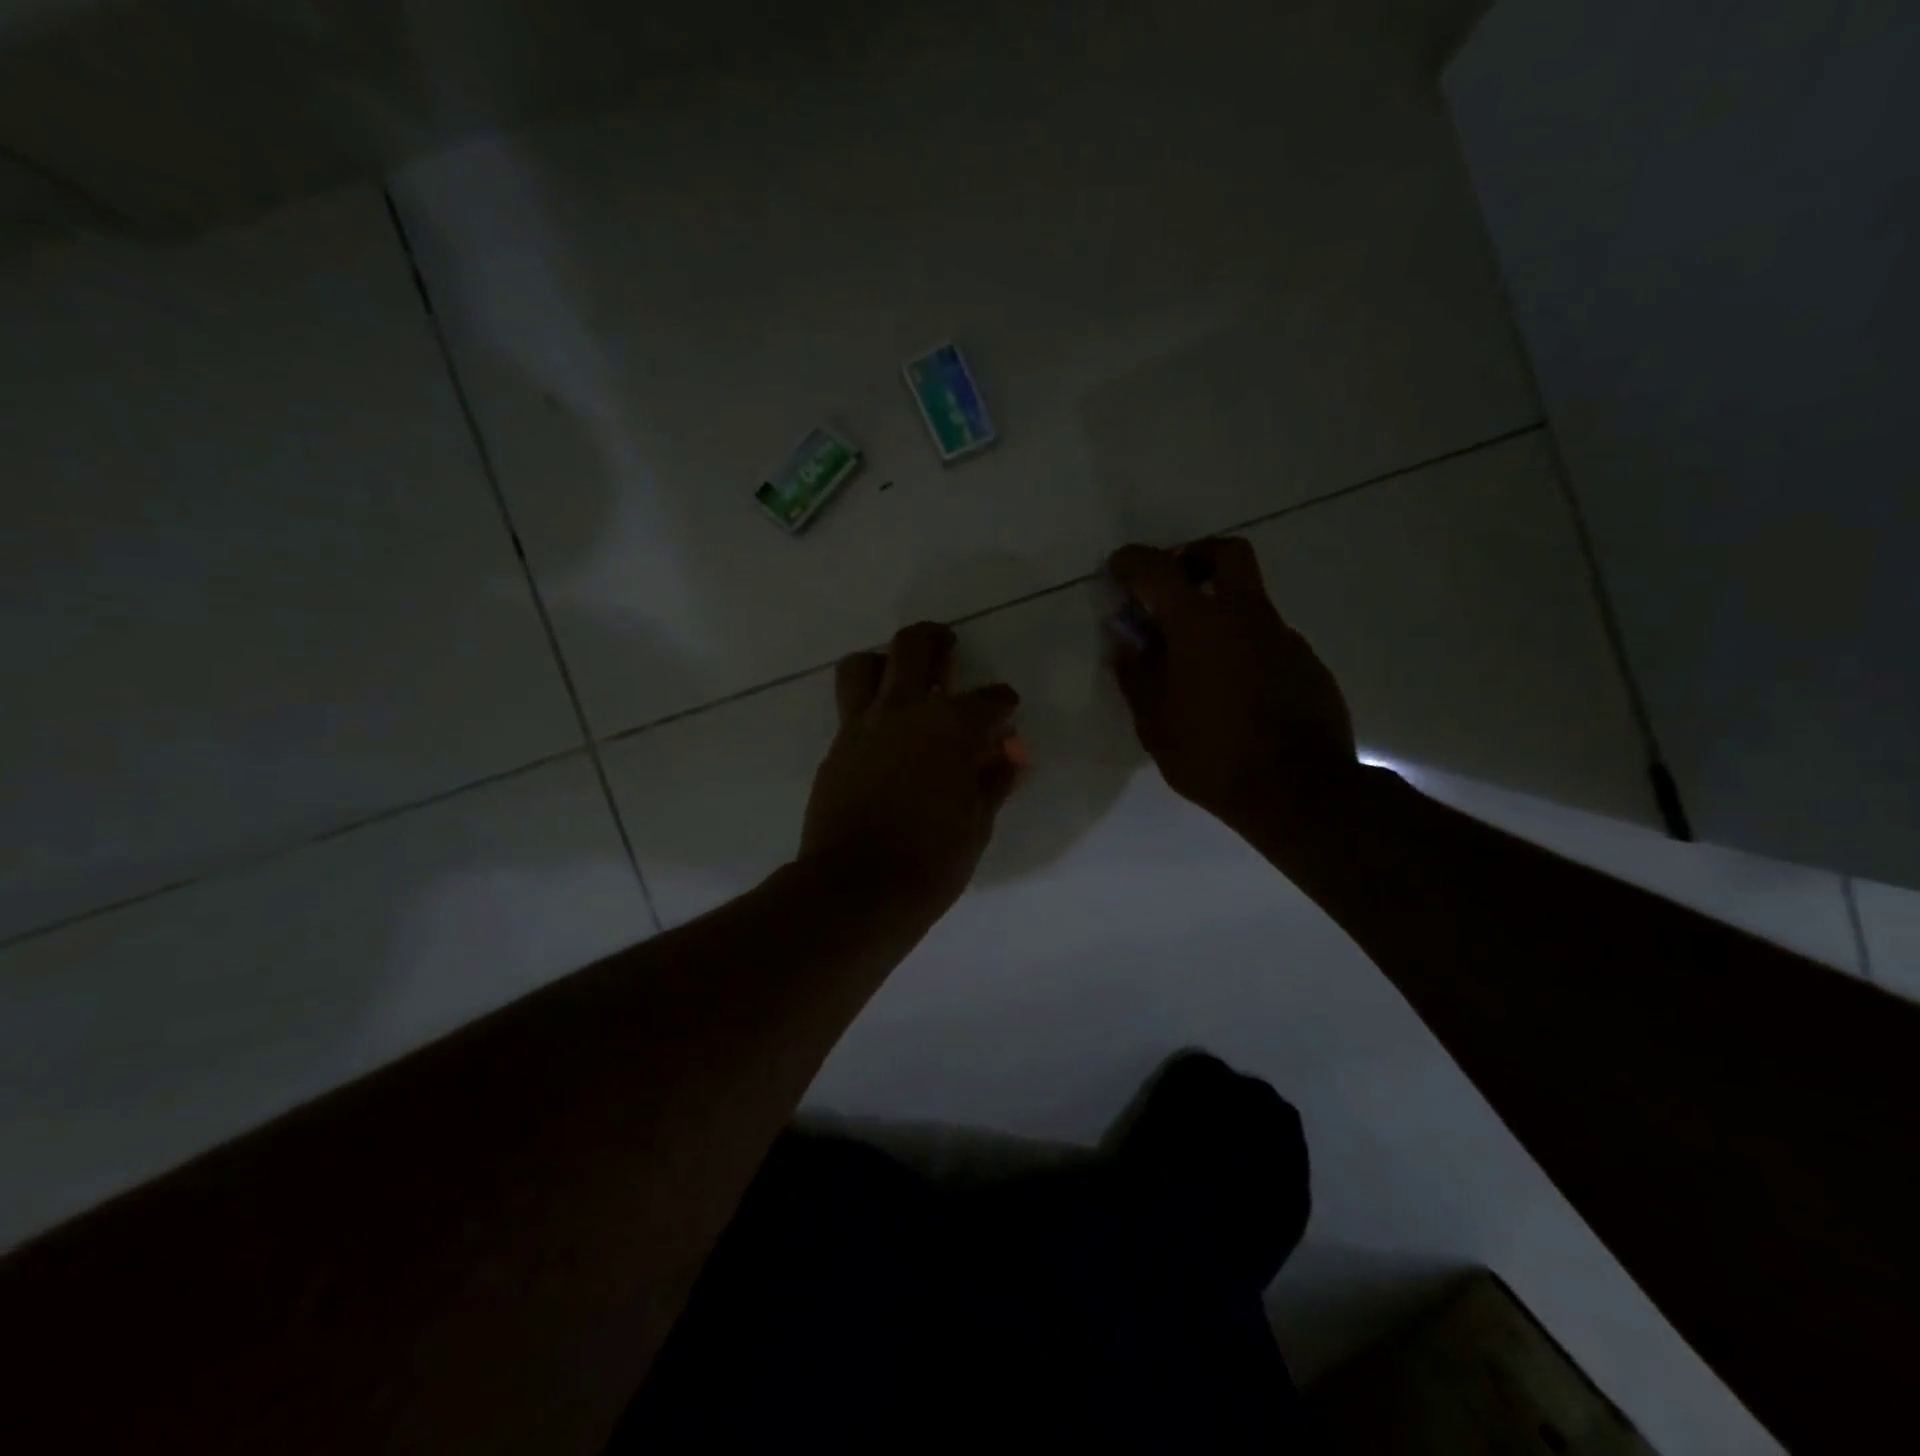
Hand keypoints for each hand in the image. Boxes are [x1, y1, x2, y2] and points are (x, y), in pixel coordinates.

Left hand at [801, 622, 1021, 913]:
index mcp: (952, 726)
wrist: (857, 888)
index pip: (989, 698)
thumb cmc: (932, 861)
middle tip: (946, 648)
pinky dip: (868, 708)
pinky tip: (883, 735)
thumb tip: (1008, 755)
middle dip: (935, 640)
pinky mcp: (836, 747)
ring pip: (864, 664)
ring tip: (899, 680)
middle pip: (914, 646)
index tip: (1005, 715)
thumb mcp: (978, 823)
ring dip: (885, 663)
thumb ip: (994, 780)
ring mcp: (862, 726)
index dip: (1003, 703)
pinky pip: (850, 708)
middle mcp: (905, 710)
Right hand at [1107, 538, 1358, 833]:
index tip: (1118, 568)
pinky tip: (1232, 691)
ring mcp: (1284, 638)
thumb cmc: (1212, 757)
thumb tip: (1127, 643)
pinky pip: (1267, 640)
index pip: (1158, 570)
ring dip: (1219, 613)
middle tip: (1174, 587)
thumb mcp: (1154, 724)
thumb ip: (1136, 675)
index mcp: (1199, 624)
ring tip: (1196, 662)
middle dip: (1195, 557)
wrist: (1300, 791)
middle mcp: (1246, 616)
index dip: (1133, 562)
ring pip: (1249, 602)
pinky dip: (1243, 647)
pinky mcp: (1307, 664)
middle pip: (1227, 554)